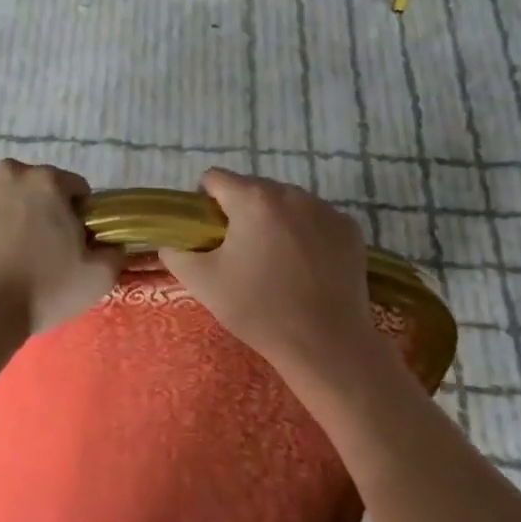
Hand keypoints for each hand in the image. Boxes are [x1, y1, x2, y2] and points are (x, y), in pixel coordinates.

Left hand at [0, 161, 125, 339]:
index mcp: (49, 182)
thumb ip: (113, 251)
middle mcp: (9, 170)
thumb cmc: (40, 294)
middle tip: (28, 247)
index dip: (72, 214)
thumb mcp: (97, 278)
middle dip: (32, 208)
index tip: (64, 241)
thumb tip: (112, 241)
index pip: (72, 188)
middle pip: (28, 185)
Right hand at [159, 169, 391, 388]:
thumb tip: (171, 241)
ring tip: (275, 261)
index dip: (205, 202)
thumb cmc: (258, 309)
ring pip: (287, 203)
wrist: (325, 343)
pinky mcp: (349, 228)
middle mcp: (291, 193)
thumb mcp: (202, 283)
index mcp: (252, 199)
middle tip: (241, 252)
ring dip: (274, 220)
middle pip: (253, 188)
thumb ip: (176, 253)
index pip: (215, 178)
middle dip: (242, 212)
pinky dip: (306, 233)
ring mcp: (325, 209)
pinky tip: (306, 266)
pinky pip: (316, 219)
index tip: (209, 232)